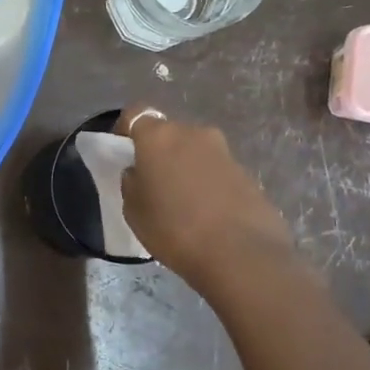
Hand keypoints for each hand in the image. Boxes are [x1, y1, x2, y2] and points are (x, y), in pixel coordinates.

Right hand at [115, 106, 296, 297]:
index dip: (125, 130)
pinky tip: (205, 212)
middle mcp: (193, 133)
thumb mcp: (134, 211)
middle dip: (157, 151)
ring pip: (193, 151)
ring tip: (180, 201)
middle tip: (151, 181)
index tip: (123, 153)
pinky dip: (206, 182)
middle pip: (167, 133)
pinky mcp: (246, 172)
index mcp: (159, 137)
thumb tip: (139, 173)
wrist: (241, 255)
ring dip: (183, 167)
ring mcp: (223, 151)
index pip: (135, 114)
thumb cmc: (174, 229)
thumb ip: (132, 183)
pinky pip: (215, 170)